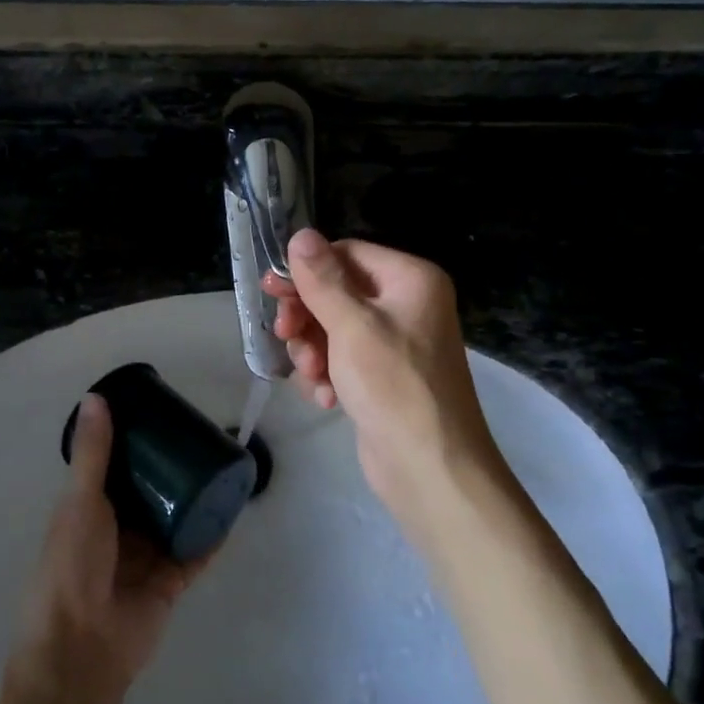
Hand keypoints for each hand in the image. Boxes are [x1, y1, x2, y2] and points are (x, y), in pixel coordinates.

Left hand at [14, 395, 202, 696]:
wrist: (82, 646)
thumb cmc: (72, 564)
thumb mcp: (80, 500)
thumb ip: (94, 453)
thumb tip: (96, 397)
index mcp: (89, 509)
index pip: (116, 469)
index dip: (136, 445)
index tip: (161, 417)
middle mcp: (117, 531)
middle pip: (150, 493)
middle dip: (171, 470)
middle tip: (199, 438)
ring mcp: (145, 558)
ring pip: (175, 520)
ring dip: (194, 499)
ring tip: (221, 466)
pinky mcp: (170, 583)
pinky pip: (195, 553)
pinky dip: (212, 535)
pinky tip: (232, 510)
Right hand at [264, 229, 505, 517]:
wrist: (431, 468)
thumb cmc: (393, 386)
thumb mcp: (352, 326)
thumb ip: (322, 280)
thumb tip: (300, 234)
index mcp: (410, 280)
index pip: (347, 254)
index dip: (307, 271)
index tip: (272, 290)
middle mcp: (406, 304)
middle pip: (337, 292)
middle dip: (308, 317)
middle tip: (285, 334)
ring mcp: (395, 343)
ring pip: (334, 328)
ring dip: (314, 350)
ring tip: (313, 377)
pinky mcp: (383, 376)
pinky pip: (343, 359)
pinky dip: (328, 374)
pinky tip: (326, 397)